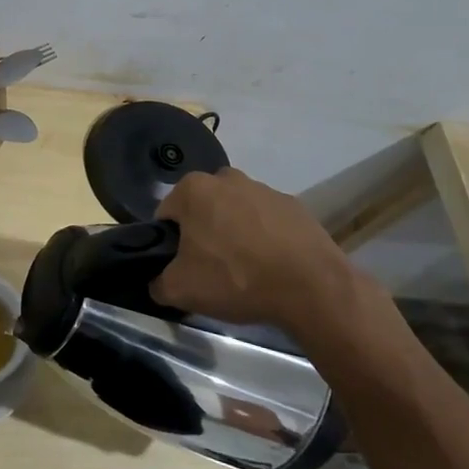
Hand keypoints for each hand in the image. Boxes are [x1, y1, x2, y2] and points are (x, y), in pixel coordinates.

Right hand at [151, 168, 363, 333]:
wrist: (312, 288)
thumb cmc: (236, 278)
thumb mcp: (180, 290)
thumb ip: (157, 283)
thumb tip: (158, 282)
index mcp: (193, 189)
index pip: (166, 216)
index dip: (169, 244)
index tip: (181, 268)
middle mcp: (226, 178)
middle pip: (202, 209)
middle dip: (202, 233)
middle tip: (211, 270)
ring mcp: (264, 189)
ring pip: (235, 212)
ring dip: (234, 234)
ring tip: (245, 272)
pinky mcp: (295, 205)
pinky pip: (267, 222)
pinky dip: (264, 239)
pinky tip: (271, 267)